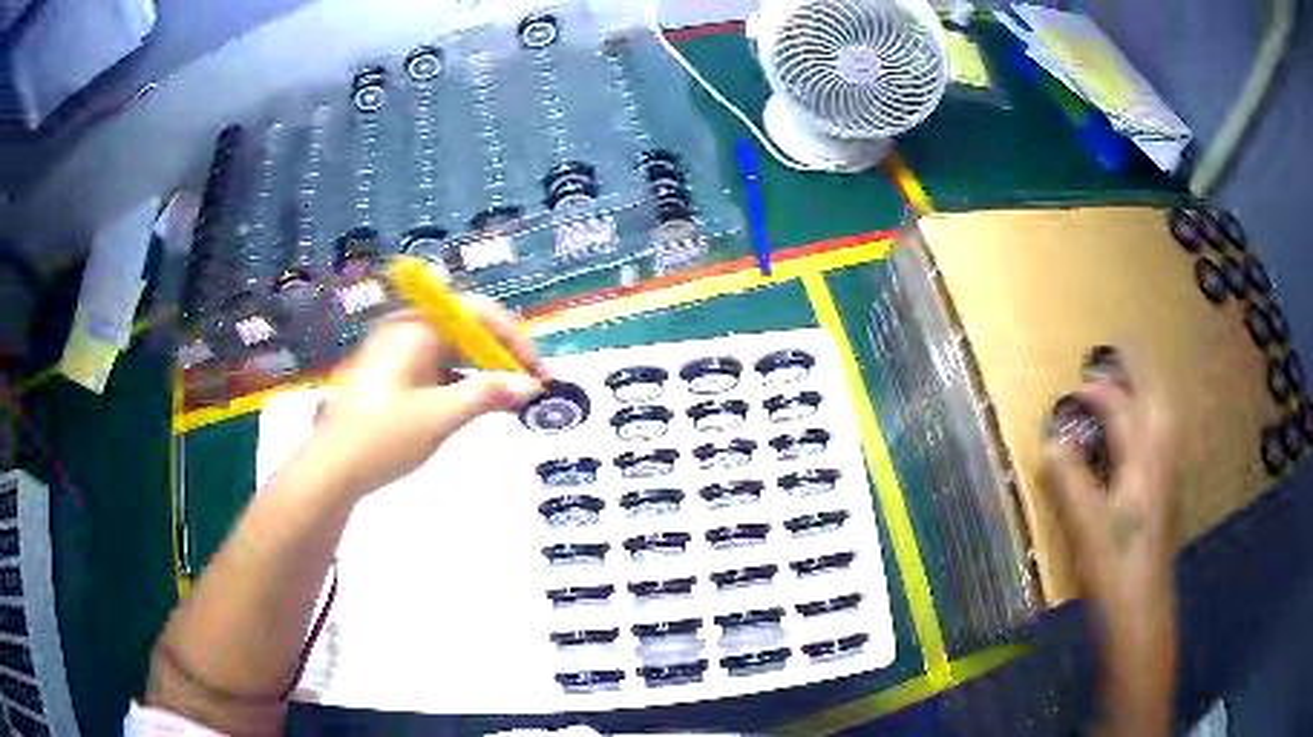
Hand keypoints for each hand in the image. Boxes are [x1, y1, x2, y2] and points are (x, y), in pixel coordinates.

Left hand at [311, 296, 548, 497]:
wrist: (332, 468)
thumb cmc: (384, 436)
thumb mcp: (440, 416)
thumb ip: (487, 395)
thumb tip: (531, 386)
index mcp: (417, 327)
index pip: (478, 313)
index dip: (515, 339)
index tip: (538, 372)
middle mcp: (408, 328)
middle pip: (467, 329)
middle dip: (502, 356)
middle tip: (531, 386)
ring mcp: (398, 350)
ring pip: (454, 350)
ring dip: (485, 371)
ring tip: (513, 399)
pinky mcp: (394, 373)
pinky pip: (438, 367)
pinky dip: (462, 382)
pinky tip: (481, 403)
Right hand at [1042, 348, 1177, 736]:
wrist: (1141, 613)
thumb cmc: (1114, 571)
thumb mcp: (1086, 528)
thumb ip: (1070, 481)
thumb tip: (1053, 442)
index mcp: (1141, 463)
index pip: (1121, 409)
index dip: (1098, 392)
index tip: (1075, 387)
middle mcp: (1160, 461)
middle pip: (1156, 399)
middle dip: (1140, 368)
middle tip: (1121, 347)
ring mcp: (1168, 477)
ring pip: (1166, 417)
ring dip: (1151, 390)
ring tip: (1137, 376)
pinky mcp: (1167, 495)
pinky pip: (1166, 438)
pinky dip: (1157, 419)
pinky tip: (1149, 429)